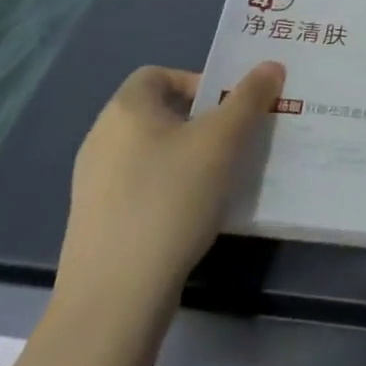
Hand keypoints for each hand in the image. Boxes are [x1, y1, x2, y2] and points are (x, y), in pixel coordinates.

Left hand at [55, 62, 284, 314]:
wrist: (114, 299)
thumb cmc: (170, 199)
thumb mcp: (223, 140)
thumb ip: (249, 97)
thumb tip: (270, 65)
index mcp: (124, 110)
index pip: (159, 74)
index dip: (198, 81)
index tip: (229, 107)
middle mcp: (101, 139)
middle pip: (160, 113)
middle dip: (203, 121)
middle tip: (238, 139)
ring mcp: (94, 185)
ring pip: (153, 153)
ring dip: (189, 157)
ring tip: (223, 178)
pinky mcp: (97, 223)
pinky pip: (142, 188)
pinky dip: (170, 190)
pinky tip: (195, 215)